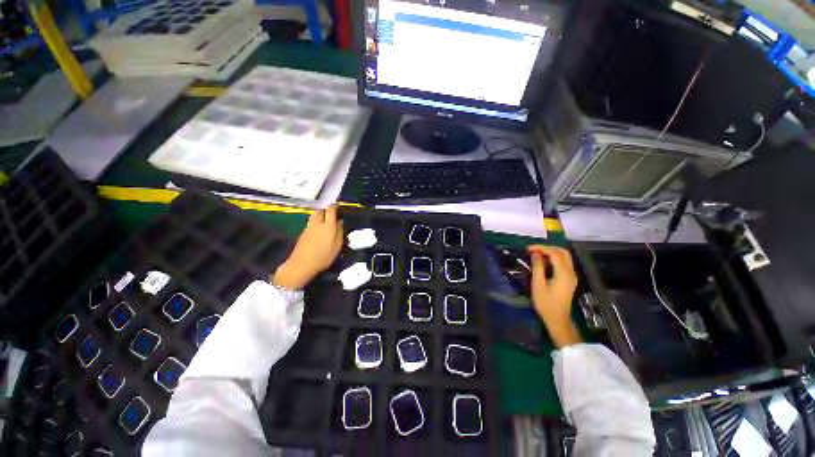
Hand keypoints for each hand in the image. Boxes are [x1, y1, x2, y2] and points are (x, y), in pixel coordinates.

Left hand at [273, 205, 343, 289]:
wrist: (302, 264)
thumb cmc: (324, 256)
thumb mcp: (337, 246)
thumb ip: (339, 232)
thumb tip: (340, 222)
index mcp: (328, 226)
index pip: (330, 210)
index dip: (334, 206)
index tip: (337, 206)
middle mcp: (317, 224)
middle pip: (320, 211)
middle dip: (325, 210)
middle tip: (331, 214)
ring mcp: (308, 228)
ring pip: (314, 217)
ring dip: (320, 216)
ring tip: (325, 222)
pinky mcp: (303, 234)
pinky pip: (311, 224)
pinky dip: (316, 223)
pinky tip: (319, 232)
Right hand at [527, 245, 580, 347]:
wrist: (557, 319)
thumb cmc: (546, 303)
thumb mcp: (538, 284)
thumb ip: (537, 267)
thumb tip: (535, 254)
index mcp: (564, 273)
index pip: (554, 253)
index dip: (541, 248)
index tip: (528, 248)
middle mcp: (571, 272)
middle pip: (562, 252)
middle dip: (547, 248)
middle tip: (533, 250)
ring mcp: (572, 276)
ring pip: (564, 257)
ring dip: (551, 252)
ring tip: (536, 254)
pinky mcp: (569, 279)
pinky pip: (563, 263)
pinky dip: (554, 258)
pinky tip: (543, 261)